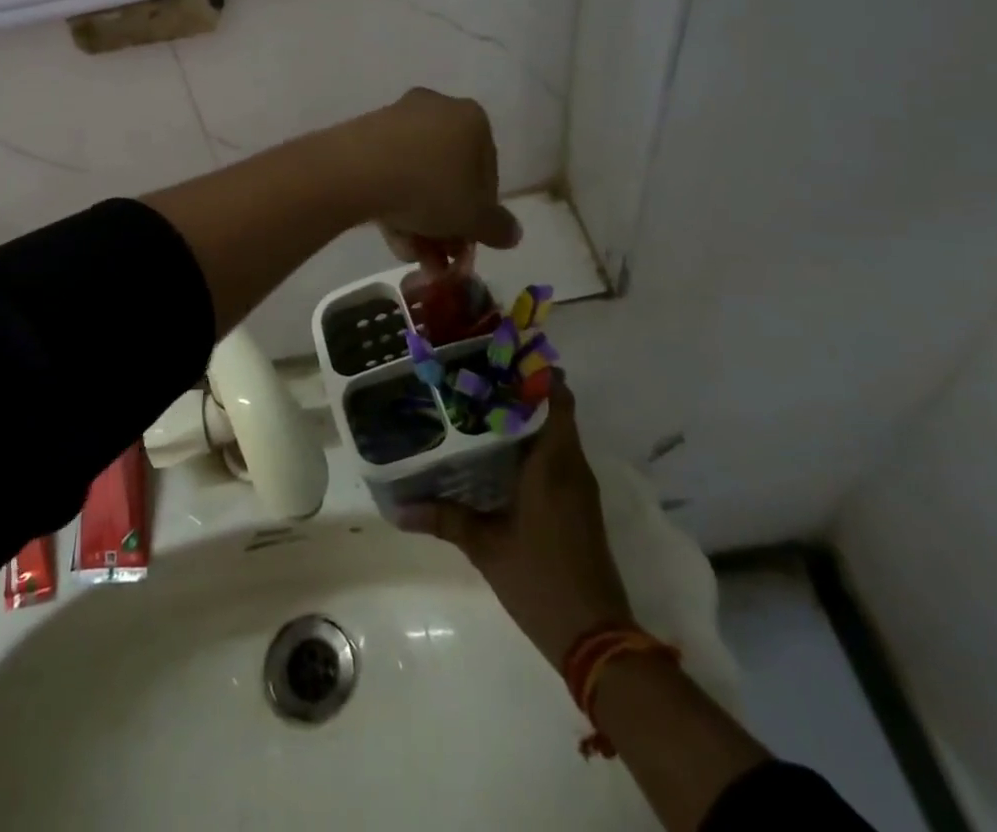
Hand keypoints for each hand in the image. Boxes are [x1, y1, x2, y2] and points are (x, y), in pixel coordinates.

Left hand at [359, 89, 520, 271]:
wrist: (356, 170)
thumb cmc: (430, 187)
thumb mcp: (473, 217)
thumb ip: (498, 227)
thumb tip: (512, 234)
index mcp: (472, 119)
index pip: (488, 171)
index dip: (482, 213)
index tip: (470, 241)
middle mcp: (437, 109)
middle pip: (449, 175)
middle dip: (446, 222)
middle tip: (441, 257)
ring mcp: (397, 118)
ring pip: (417, 177)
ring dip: (419, 220)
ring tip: (413, 256)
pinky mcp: (364, 133)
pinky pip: (389, 172)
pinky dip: (394, 204)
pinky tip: (391, 237)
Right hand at [399, 380, 634, 666]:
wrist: (596, 639)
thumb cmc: (540, 579)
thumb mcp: (486, 546)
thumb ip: (445, 519)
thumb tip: (399, 509)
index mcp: (553, 463)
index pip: (557, 398)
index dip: (536, 373)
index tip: (501, 357)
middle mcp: (572, 466)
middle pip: (555, 411)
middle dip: (521, 393)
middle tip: (478, 379)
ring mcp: (580, 488)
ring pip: (558, 435)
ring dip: (528, 420)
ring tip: (482, 410)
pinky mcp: (580, 507)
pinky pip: (560, 459)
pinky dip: (535, 447)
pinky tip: (501, 456)